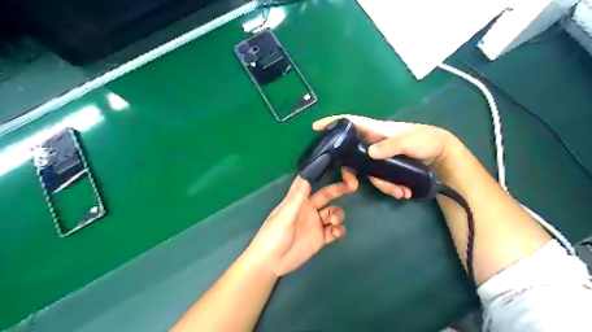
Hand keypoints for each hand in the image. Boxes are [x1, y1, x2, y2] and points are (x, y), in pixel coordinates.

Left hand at [248, 169, 357, 275]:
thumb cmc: (274, 235)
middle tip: (352, 186)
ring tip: (334, 221)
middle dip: (339, 190)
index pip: (312, 183)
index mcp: (299, 200)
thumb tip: (306, 175)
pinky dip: (339, 230)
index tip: (337, 167)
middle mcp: (309, 209)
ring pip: (333, 213)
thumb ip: (297, 197)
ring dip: (338, 214)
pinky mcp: (320, 238)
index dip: (322, 175)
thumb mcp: (285, 215)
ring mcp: (315, 224)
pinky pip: (334, 230)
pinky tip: (336, 233)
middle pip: (327, 196)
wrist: (272, 262)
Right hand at [311, 115, 458, 199]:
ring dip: (381, 185)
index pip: (349, 123)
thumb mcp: (410, 141)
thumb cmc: (425, 139)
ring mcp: (378, 157)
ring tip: (398, 192)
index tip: (315, 128)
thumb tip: (371, 153)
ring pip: (366, 172)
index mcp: (375, 130)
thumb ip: (391, 146)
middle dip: (349, 172)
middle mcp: (372, 144)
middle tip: (350, 185)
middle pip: (351, 155)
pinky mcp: (385, 168)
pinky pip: (380, 179)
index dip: (332, 122)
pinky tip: (403, 192)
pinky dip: (390, 187)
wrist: (441, 155)